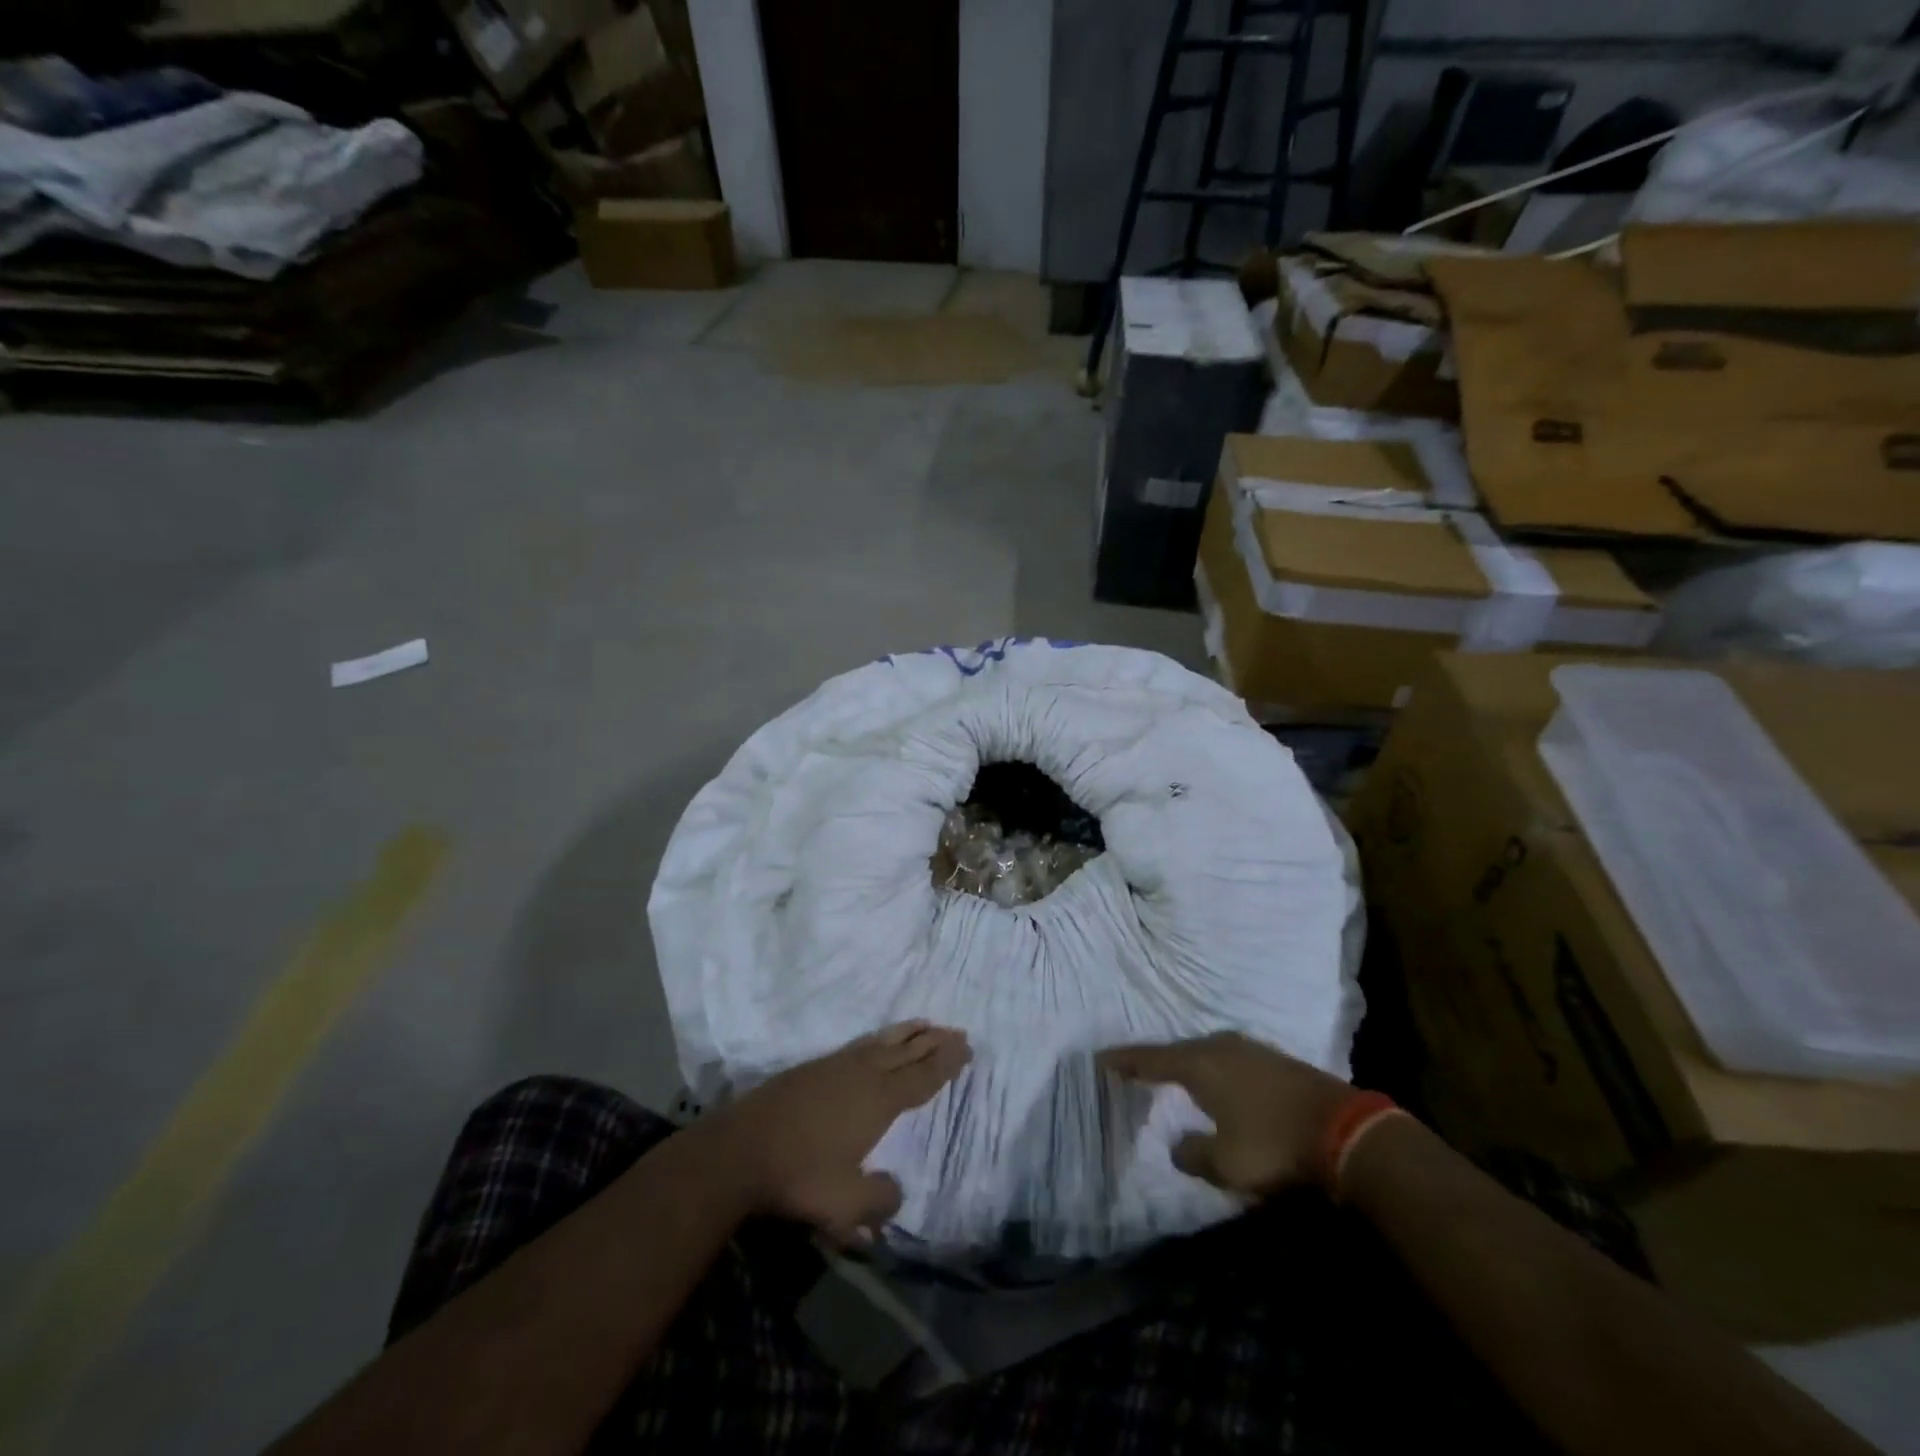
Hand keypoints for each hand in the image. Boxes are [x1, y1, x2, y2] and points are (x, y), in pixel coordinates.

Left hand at [712, 1022, 970, 1244]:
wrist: (740, 1149)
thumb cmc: (799, 1176)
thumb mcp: (845, 1204)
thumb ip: (878, 1201)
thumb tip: (897, 1194)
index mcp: (879, 1101)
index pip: (921, 1078)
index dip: (945, 1063)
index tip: (966, 1047)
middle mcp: (863, 1075)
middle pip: (907, 1053)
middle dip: (933, 1042)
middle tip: (957, 1030)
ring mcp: (836, 1066)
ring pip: (882, 1043)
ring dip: (907, 1034)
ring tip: (925, 1024)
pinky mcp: (813, 1068)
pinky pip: (860, 1045)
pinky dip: (879, 1039)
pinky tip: (876, 1043)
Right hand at [1099, 1032, 1353, 1195]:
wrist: (1345, 1130)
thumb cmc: (1274, 1145)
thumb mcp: (1226, 1163)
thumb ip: (1193, 1155)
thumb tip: (1177, 1146)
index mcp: (1199, 1064)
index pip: (1150, 1059)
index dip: (1124, 1061)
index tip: (1100, 1059)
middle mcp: (1218, 1047)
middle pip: (1176, 1051)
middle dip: (1155, 1061)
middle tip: (1134, 1068)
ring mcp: (1248, 1049)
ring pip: (1204, 1053)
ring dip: (1186, 1063)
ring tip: (1171, 1073)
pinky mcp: (1272, 1059)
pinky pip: (1227, 1058)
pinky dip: (1212, 1068)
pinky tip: (1217, 1080)